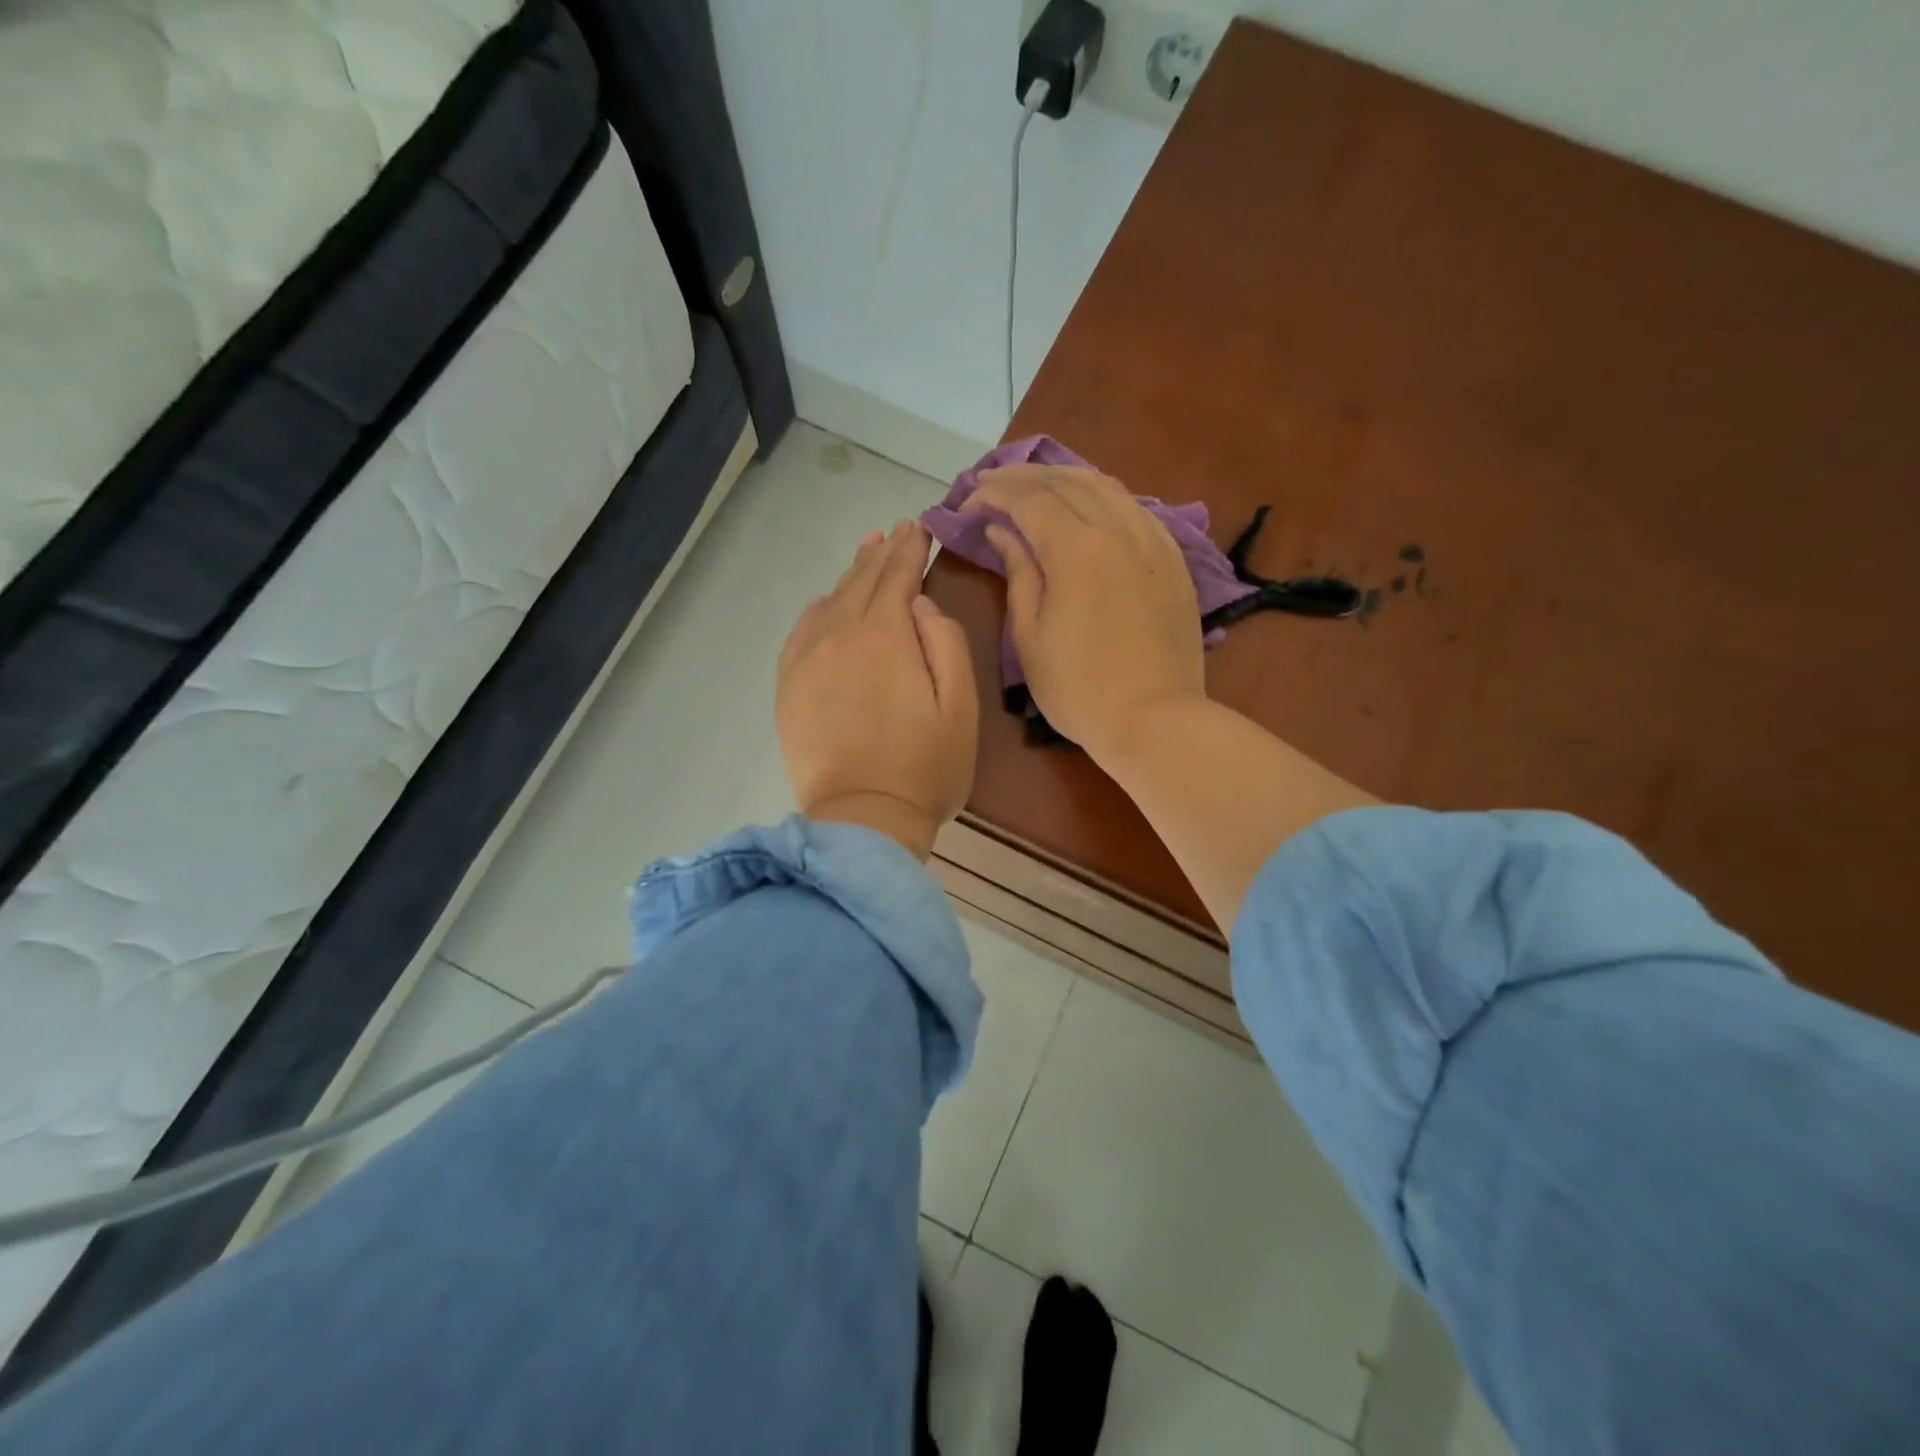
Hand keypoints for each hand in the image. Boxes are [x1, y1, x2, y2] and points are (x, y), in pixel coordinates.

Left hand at [776, 521, 977, 859]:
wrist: (863, 819)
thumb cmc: (926, 766)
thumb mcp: (960, 704)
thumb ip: (945, 642)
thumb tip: (919, 606)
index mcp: (885, 635)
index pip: (898, 577)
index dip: (911, 550)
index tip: (919, 527)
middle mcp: (839, 635)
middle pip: (861, 582)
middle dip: (881, 554)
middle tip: (894, 531)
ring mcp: (807, 661)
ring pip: (829, 602)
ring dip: (850, 575)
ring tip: (865, 552)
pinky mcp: (789, 687)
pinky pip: (801, 632)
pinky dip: (817, 610)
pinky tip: (825, 603)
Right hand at [963, 465, 1202, 761]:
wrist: (1155, 719)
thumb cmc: (1078, 689)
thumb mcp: (1030, 636)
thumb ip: (1018, 573)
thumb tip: (1002, 531)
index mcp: (1076, 550)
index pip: (1028, 499)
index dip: (993, 493)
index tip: (967, 502)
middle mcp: (1117, 529)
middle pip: (1065, 482)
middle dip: (1022, 477)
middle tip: (991, 485)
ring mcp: (1153, 540)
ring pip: (1105, 486)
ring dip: (1063, 478)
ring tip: (1035, 486)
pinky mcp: (1174, 558)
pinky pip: (1135, 507)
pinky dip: (1102, 496)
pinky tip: (1088, 506)